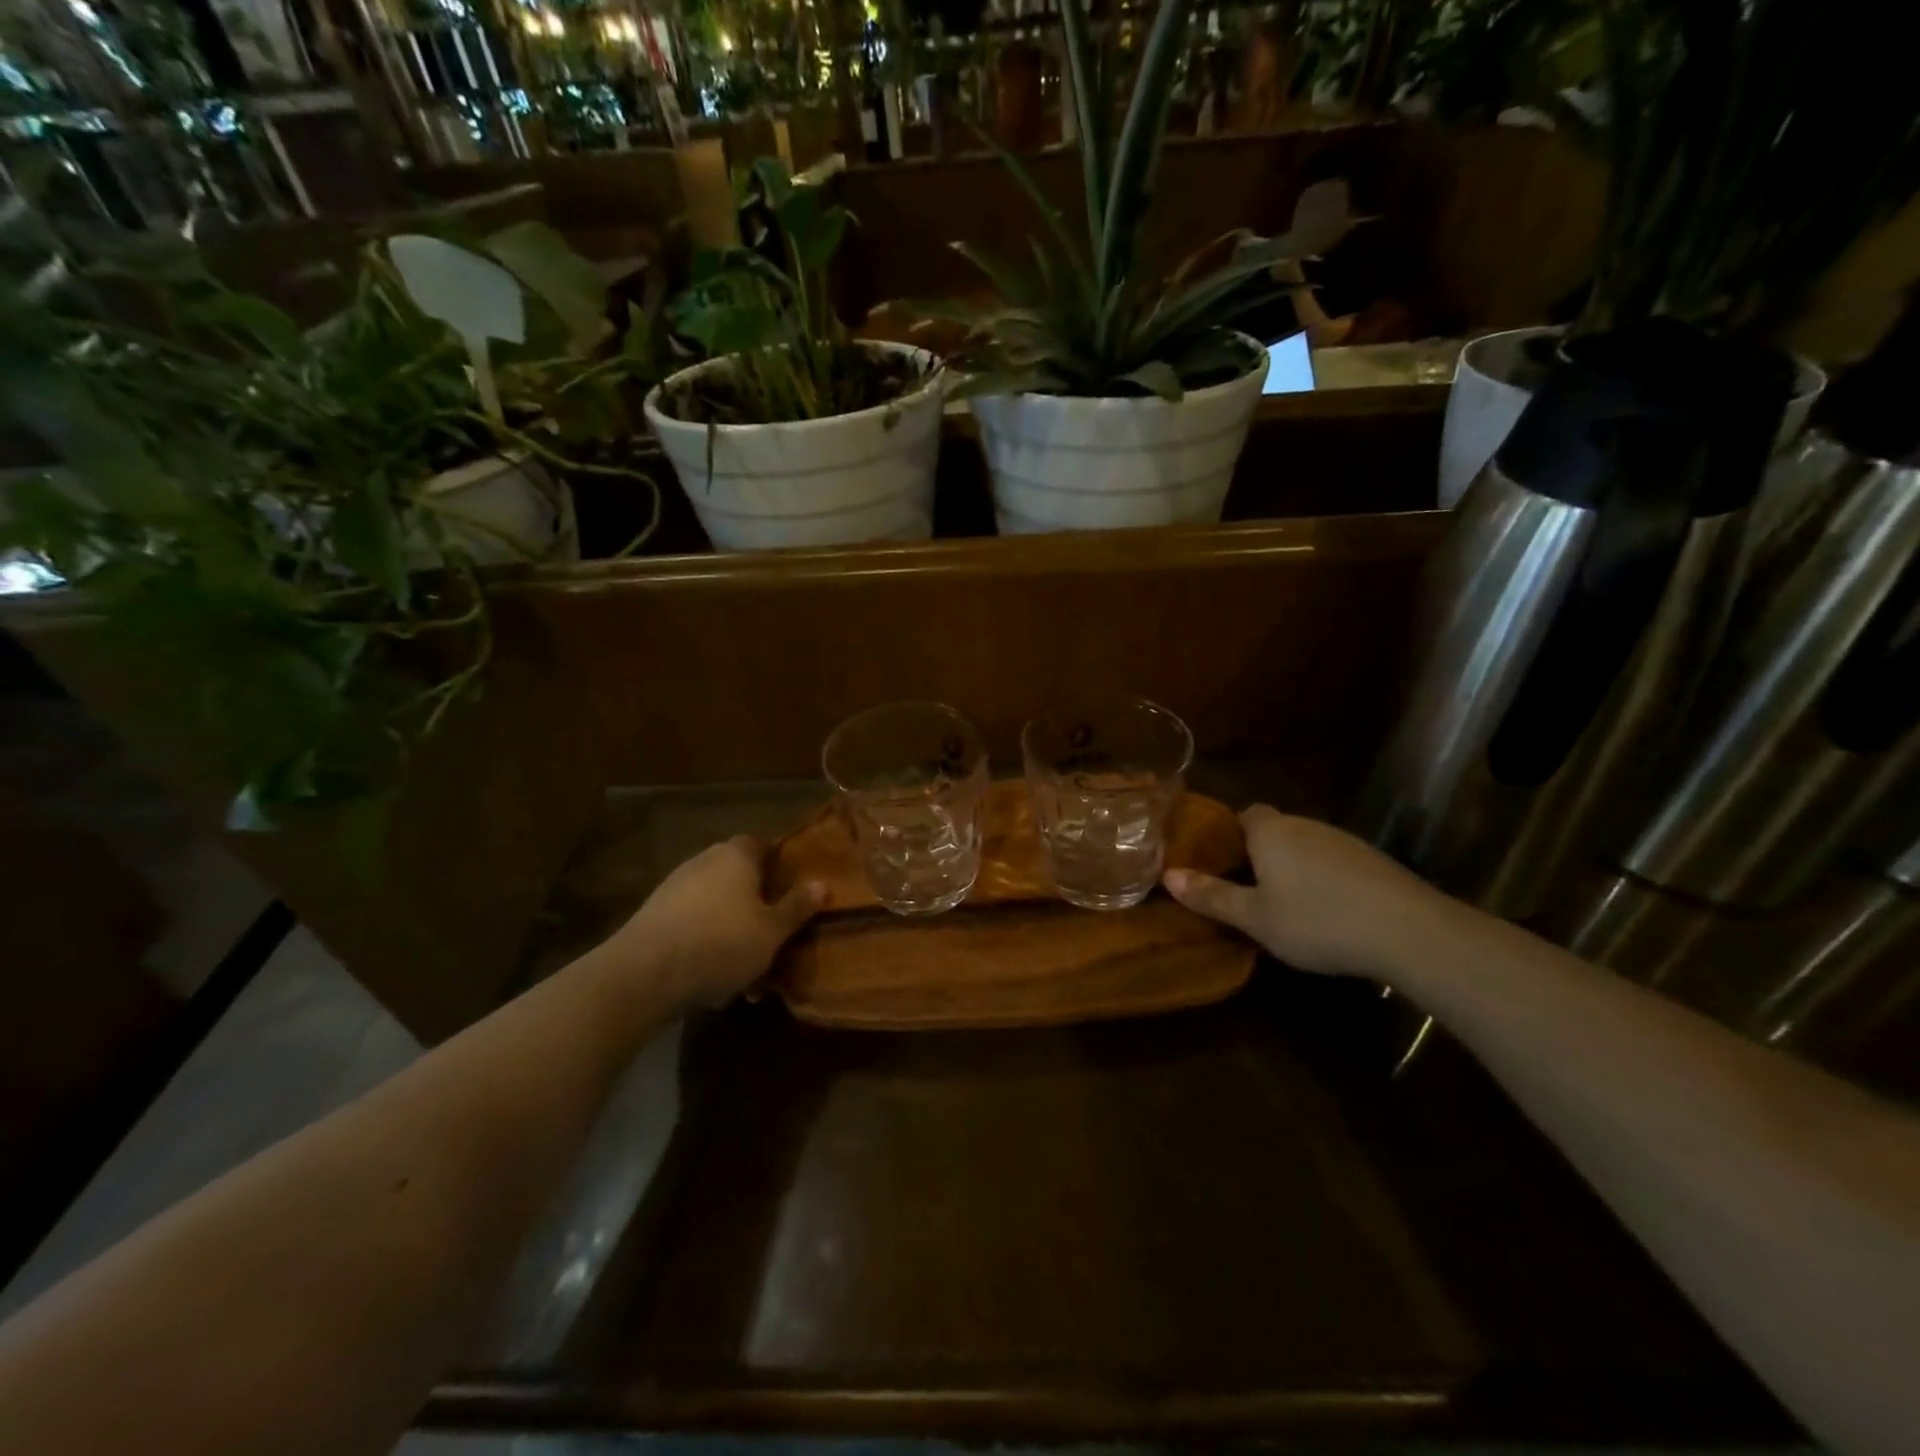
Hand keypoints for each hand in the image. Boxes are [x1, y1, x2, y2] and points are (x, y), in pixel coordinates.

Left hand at [596, 836, 823, 1008]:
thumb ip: (797, 906)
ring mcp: (673, 889)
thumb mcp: (772, 930)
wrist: (644, 974)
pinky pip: (692, 927)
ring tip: (748, 970)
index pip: (762, 845)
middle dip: (756, 904)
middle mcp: (703, 862)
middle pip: (738, 877)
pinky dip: (706, 945)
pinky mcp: (653, 918)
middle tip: (775, 934)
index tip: (794, 889)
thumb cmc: (721, 942)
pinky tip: (714, 980)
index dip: (779, 864)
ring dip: (731, 931)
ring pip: (715, 906)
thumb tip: (822, 883)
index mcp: (735, 855)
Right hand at [1163, 805, 1454, 977]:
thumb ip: (1211, 896)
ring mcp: (1344, 841)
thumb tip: (1168, 876)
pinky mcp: (1374, 861)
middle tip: (1248, 888)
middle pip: (1276, 830)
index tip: (1222, 859)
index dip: (1231, 832)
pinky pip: (1335, 862)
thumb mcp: (1255, 918)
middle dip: (1261, 852)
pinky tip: (1329, 912)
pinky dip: (1326, 879)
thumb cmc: (1316, 921)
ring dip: (1295, 867)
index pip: (1245, 813)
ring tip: (1287, 905)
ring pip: (1307, 846)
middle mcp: (1305, 826)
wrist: (1408, 931)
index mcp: (1271, 832)